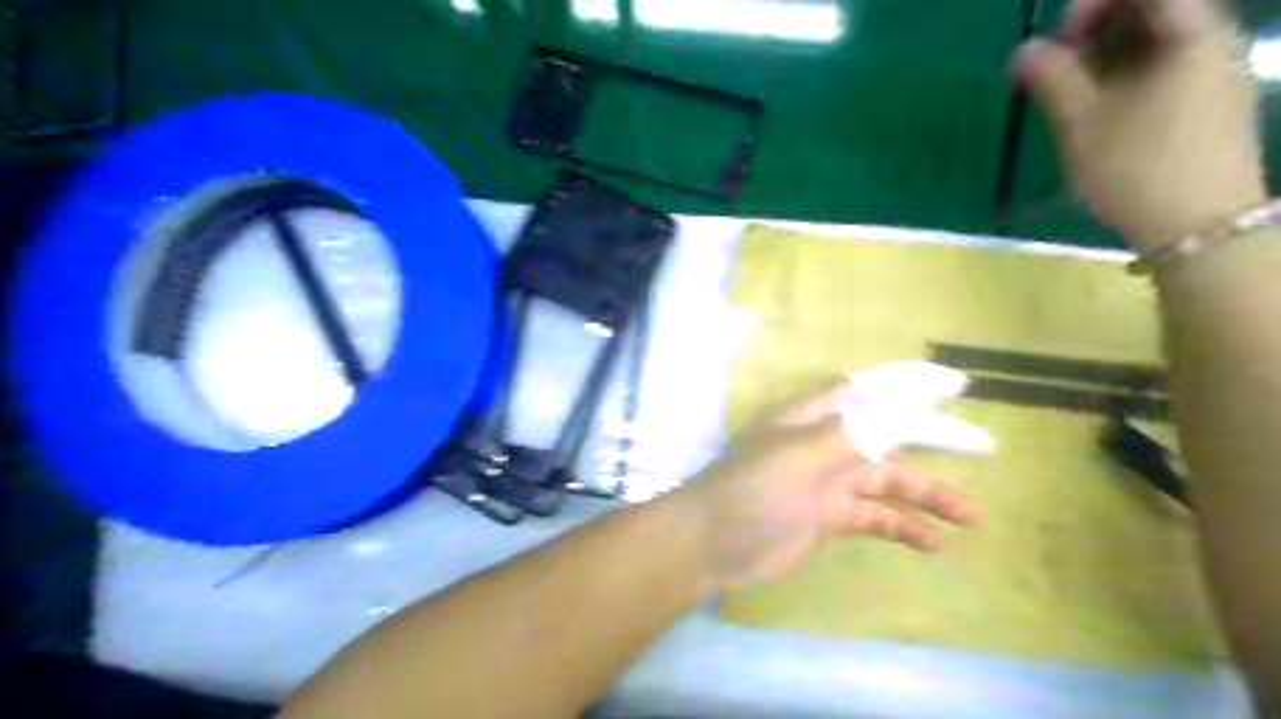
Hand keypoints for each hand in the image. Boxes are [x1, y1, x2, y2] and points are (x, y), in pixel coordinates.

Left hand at [687, 373, 983, 591]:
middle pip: (889, 434)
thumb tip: (911, 411)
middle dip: (934, 438)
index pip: (870, 389)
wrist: (710, 544)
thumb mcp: (801, 456)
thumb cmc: (750, 490)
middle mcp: (824, 441)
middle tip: (983, 445)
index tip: (956, 384)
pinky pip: (875, 517)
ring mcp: (827, 480)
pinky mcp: (828, 517)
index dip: (912, 382)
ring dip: (928, 495)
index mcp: (813, 415)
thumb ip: (855, 435)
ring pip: (888, 481)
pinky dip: (903, 527)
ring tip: (972, 515)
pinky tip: (933, 544)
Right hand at [1011, 0, 1268, 250]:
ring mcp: (1218, 74)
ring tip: (1072, 96)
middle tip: (1057, 67)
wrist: (1200, 229)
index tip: (1058, 39)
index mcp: (1194, 33)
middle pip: (1156, 10)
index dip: (1093, 3)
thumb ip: (1053, 79)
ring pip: (1160, 42)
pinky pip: (1169, 69)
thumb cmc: (1138, 168)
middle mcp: (1216, 41)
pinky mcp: (1212, 105)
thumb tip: (1024, 50)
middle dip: (1098, 29)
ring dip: (1109, 56)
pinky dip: (1129, 77)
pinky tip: (1103, 114)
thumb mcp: (1083, 123)